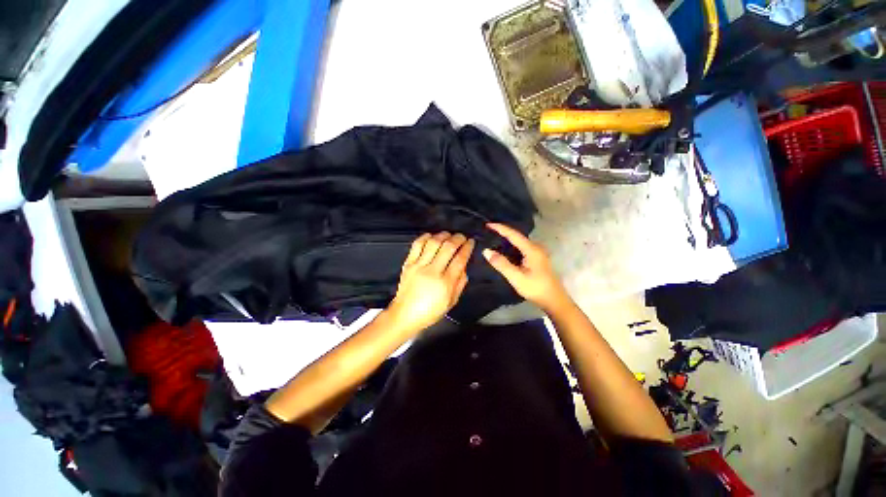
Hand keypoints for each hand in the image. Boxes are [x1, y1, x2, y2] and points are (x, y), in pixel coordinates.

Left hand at [385, 232, 474, 334]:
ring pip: (433, 242)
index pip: (460, 259)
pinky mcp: (408, 263)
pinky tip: (432, 236)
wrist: (404, 314)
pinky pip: (417, 245)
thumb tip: (464, 266)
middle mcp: (432, 271)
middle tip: (462, 237)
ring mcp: (418, 266)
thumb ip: (460, 283)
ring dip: (443, 235)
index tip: (471, 242)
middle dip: (458, 238)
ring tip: (449, 235)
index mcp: (445, 283)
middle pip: (448, 247)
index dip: (467, 247)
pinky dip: (426, 237)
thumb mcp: (451, 302)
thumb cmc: (429, 311)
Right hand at [483, 223, 570, 312]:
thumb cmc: (536, 288)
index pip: (513, 234)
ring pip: (520, 242)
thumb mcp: (516, 277)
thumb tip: (486, 251)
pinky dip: (512, 246)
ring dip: (507, 239)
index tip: (487, 224)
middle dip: (503, 232)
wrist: (555, 301)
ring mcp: (538, 253)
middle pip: (517, 236)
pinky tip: (505, 249)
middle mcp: (536, 247)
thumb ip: (501, 264)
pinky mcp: (537, 259)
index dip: (500, 228)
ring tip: (493, 237)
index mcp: (531, 249)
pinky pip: (522, 248)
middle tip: (488, 230)